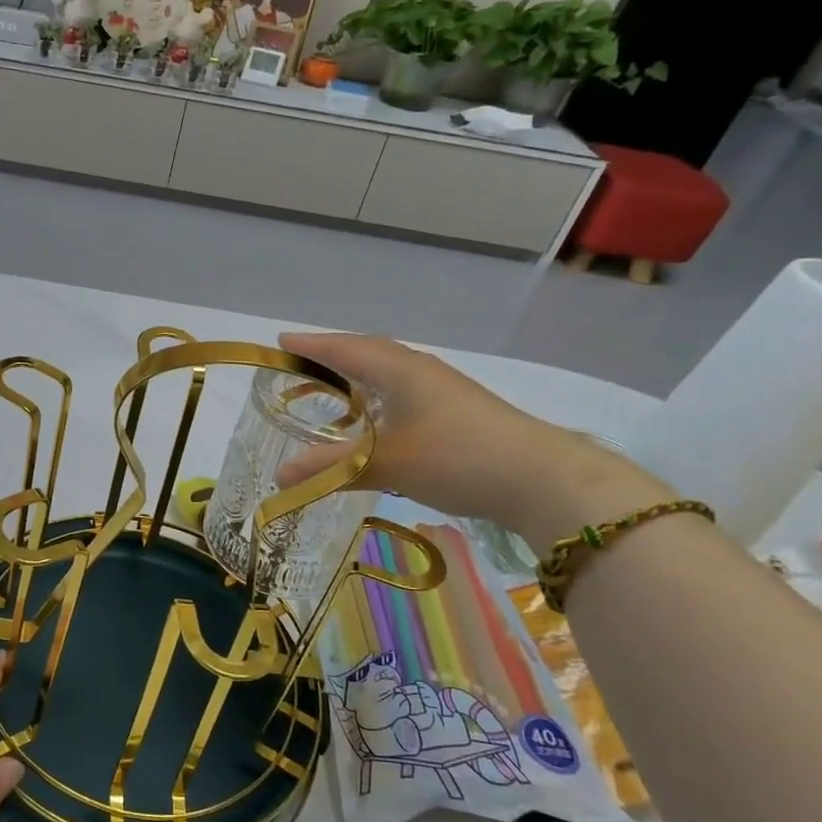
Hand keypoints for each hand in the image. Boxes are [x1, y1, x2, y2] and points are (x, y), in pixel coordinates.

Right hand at [273, 332, 669, 541]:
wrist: (542, 480)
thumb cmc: (456, 457)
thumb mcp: (385, 464)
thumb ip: (330, 468)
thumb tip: (279, 475)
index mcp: (399, 369)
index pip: (344, 348)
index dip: (310, 345)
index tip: (280, 341)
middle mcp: (419, 371)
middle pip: (368, 353)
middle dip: (333, 356)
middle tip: (301, 365)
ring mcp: (443, 390)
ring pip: (389, 373)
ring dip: (359, 377)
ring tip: (333, 391)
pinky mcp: (458, 412)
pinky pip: (404, 392)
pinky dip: (379, 398)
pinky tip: (377, 421)